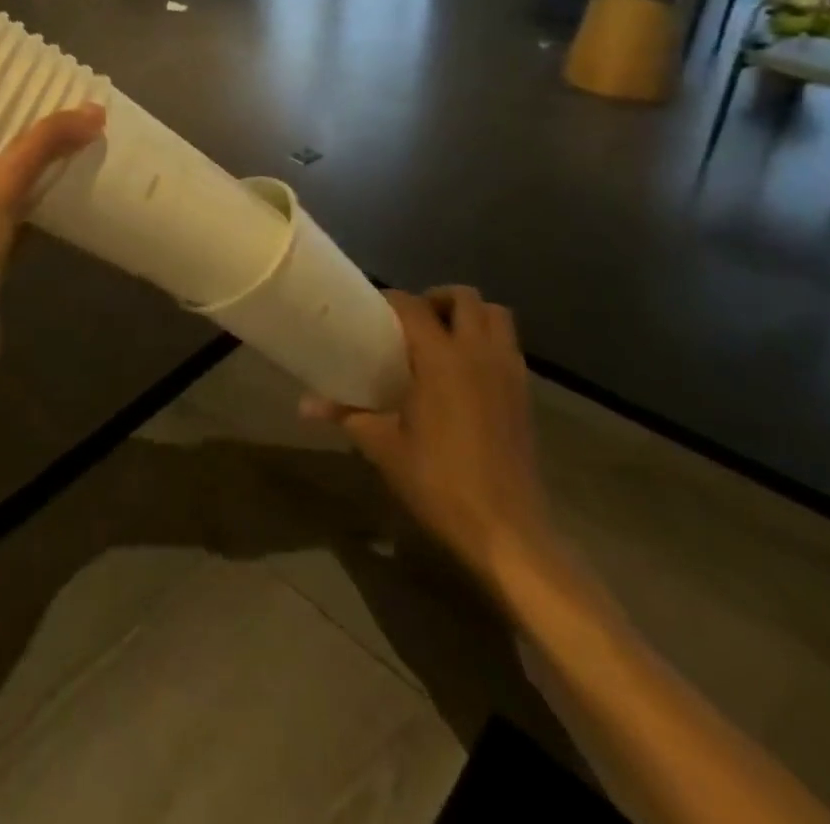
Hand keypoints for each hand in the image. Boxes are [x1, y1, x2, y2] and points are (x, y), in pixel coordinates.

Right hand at [303, 287, 559, 604]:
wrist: (507, 532)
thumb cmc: (439, 482)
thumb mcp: (383, 447)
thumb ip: (346, 415)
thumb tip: (304, 405)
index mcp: (441, 359)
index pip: (414, 306)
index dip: (391, 299)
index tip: (372, 310)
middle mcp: (479, 354)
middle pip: (465, 298)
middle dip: (438, 298)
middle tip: (413, 321)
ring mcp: (509, 373)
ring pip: (497, 316)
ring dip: (470, 316)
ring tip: (443, 338)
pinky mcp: (525, 396)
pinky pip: (509, 347)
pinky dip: (488, 342)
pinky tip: (466, 373)